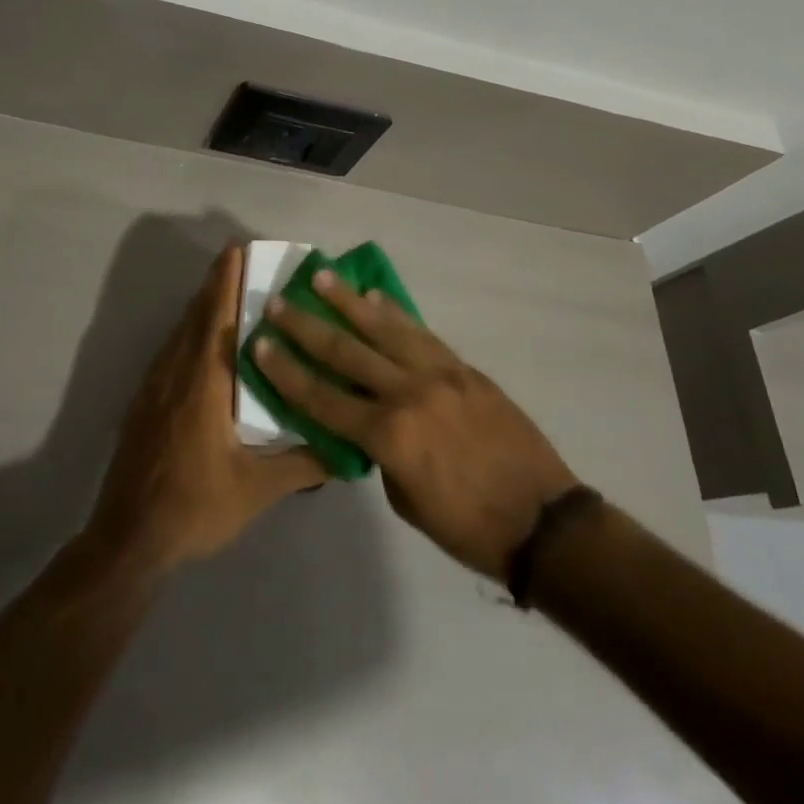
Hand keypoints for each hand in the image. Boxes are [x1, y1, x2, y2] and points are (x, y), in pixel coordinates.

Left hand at [85, 244, 328, 577]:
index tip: (237, 249)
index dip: (225, 281)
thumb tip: (348, 448)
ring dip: (202, 306)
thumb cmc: (194, 508)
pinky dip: (189, 332)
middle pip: (195, 316)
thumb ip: (304, 465)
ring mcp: (154, 387)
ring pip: (180, 333)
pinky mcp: (144, 403)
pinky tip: (204, 344)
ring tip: (228, 291)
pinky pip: (171, 352)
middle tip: (240, 259)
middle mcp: (175, 374)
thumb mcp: (257, 490)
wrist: (128, 540)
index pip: (215, 318)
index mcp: (202, 385)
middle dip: (216, 283)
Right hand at [256, 274, 580, 580]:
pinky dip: (396, 314)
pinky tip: (376, 297)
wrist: (543, 520)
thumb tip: (365, 423)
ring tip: (322, 276)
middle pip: (347, 352)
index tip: (260, 343)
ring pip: (385, 329)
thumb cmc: (468, 526)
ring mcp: (440, 374)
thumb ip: (380, 454)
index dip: (287, 372)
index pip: (324, 397)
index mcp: (389, 436)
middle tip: (278, 302)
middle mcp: (409, 394)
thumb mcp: (406, 501)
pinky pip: (422, 333)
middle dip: (307, 327)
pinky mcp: (464, 368)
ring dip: (349, 302)